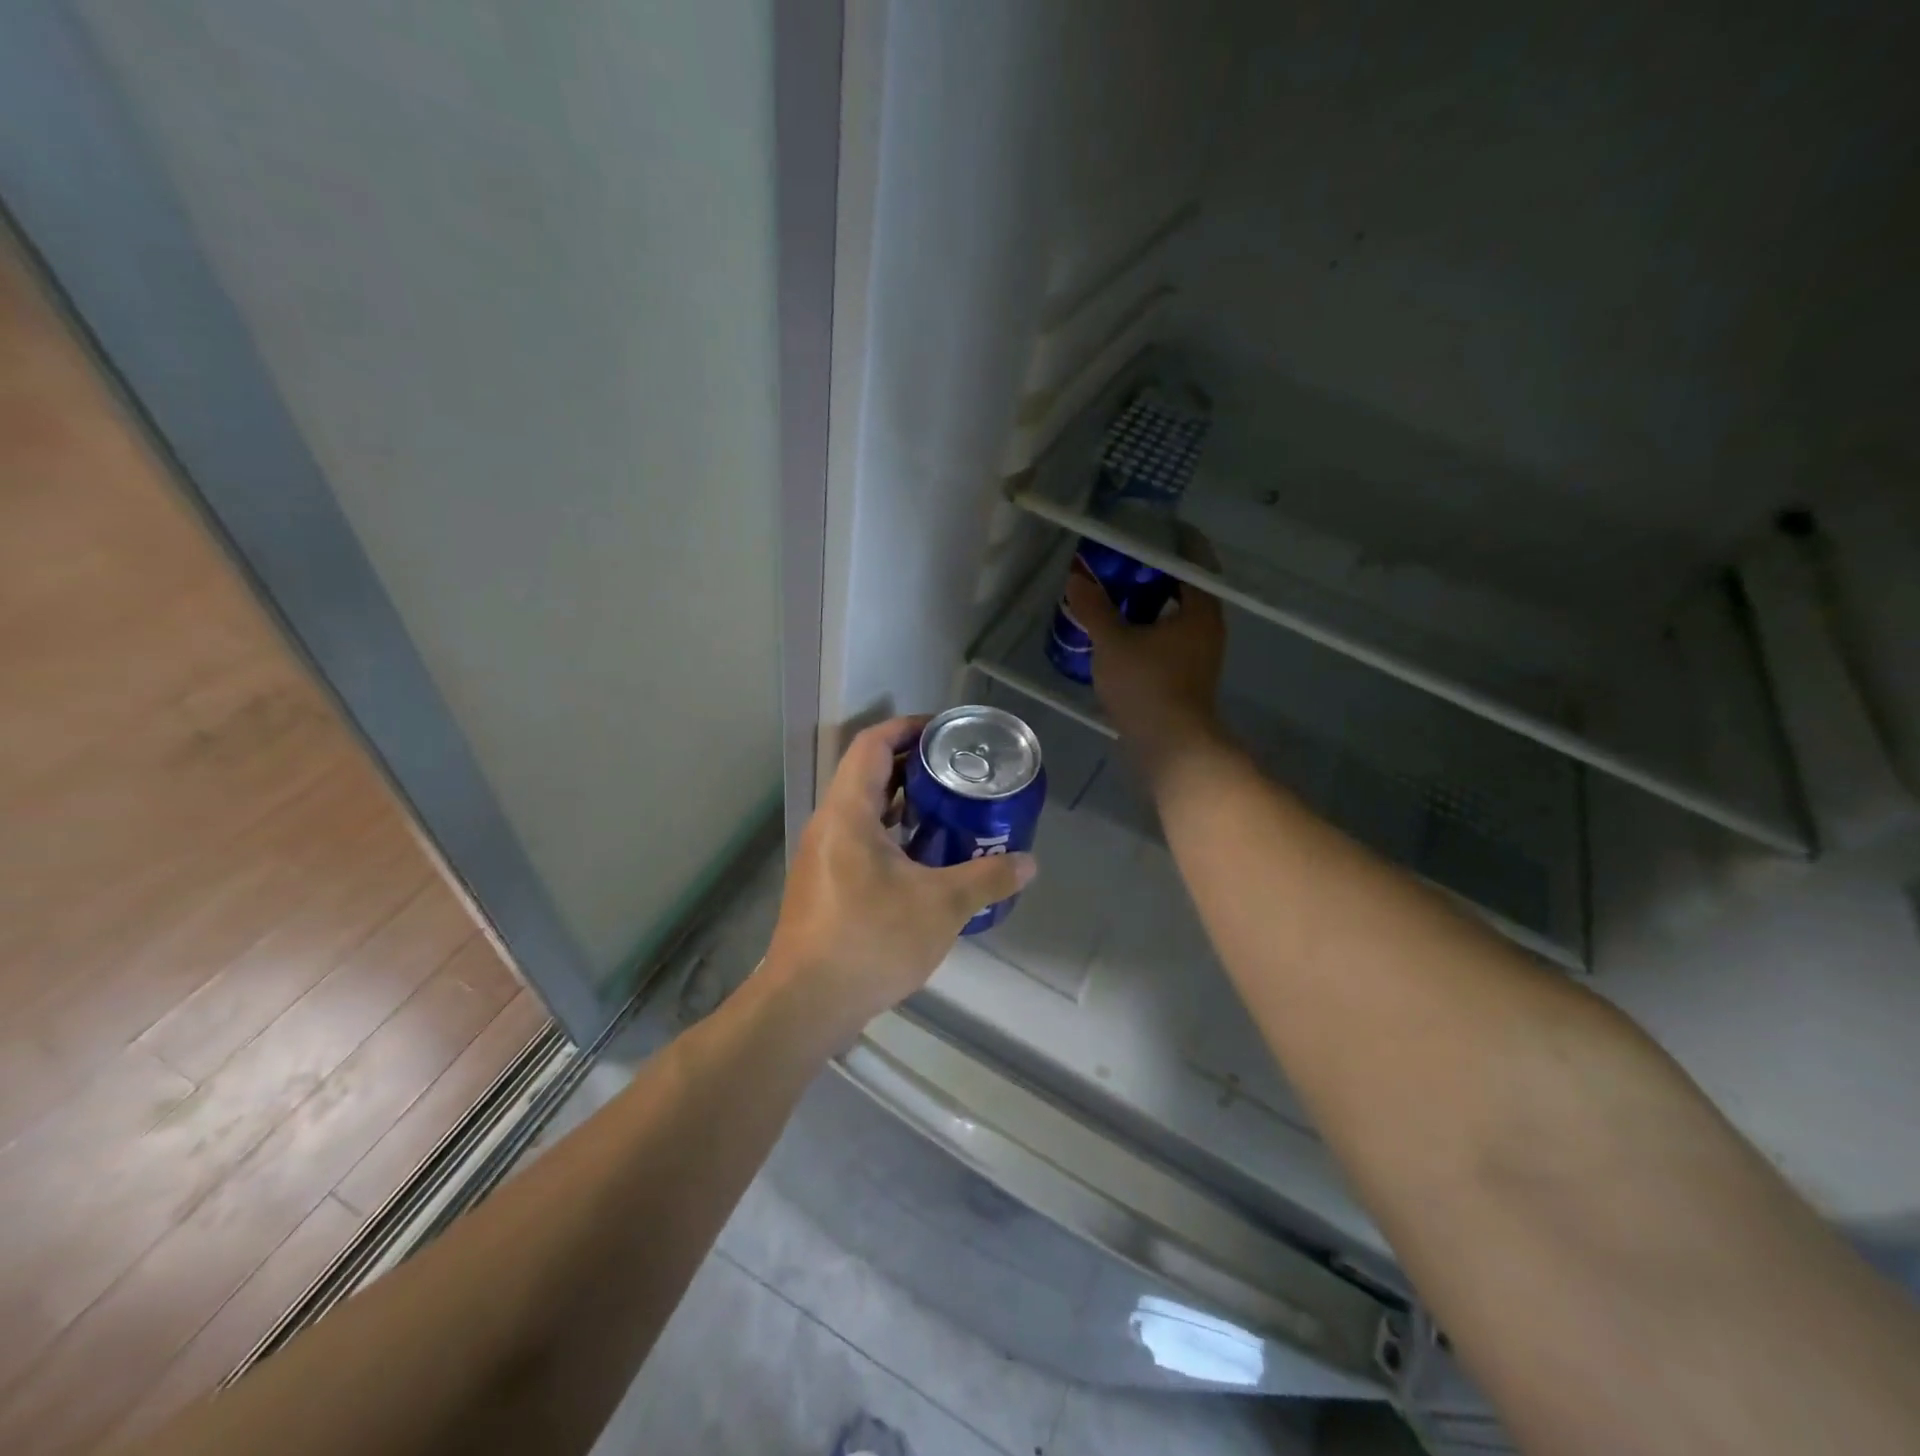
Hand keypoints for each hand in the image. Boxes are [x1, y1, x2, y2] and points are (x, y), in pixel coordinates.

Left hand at [761, 715, 1036, 1040]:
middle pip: (867, 775)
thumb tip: (1029, 863)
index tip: (943, 731)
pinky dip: (890, 836)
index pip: (872, 746)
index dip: (906, 729)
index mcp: (848, 812)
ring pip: (862, 811)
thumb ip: (987, 878)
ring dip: (902, 804)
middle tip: (957, 772)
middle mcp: (828, 825)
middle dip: (912, 766)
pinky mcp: (822, 885)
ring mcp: (821, 857)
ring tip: (948, 809)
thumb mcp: (941, 906)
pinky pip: (857, 841)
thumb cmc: (871, 941)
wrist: (806, 1004)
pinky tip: (923, 860)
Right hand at [1064, 543, 1226, 764]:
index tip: (1150, 528)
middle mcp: (1207, 628)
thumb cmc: (1147, 686)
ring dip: (1151, 603)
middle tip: (1123, 560)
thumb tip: (1076, 578)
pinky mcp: (1187, 676)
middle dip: (1156, 573)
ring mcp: (1200, 655)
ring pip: (1176, 616)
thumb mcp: (1113, 642)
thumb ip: (1094, 608)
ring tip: (1117, 594)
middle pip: (1185, 588)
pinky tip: (1122, 632)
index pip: (1193, 561)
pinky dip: (1149, 628)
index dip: (1174, 542)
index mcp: (1200, 610)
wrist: (1171, 746)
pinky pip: (1169, 638)